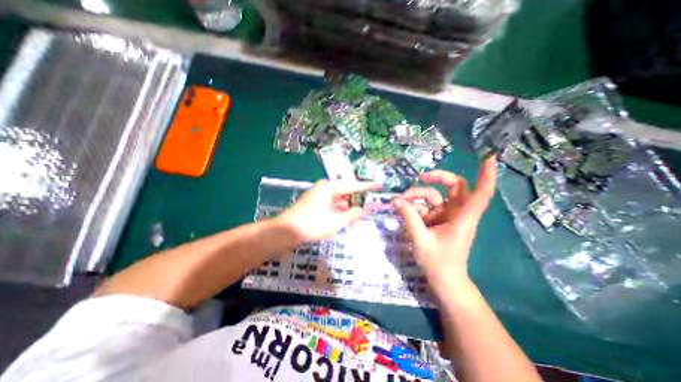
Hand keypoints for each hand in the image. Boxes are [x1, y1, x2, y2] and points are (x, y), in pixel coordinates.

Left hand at [278, 180, 381, 241]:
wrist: (286, 231)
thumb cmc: (311, 225)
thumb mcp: (335, 222)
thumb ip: (351, 215)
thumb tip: (360, 210)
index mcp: (329, 188)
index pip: (353, 185)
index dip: (367, 185)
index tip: (379, 184)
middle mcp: (324, 188)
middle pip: (346, 192)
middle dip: (356, 201)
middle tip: (367, 208)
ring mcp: (319, 195)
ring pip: (339, 199)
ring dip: (347, 207)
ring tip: (357, 217)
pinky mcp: (315, 203)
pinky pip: (332, 204)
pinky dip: (339, 210)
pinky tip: (345, 218)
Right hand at [391, 157, 499, 283]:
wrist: (444, 280)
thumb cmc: (438, 263)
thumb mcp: (421, 239)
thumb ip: (409, 218)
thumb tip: (396, 201)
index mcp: (463, 218)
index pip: (480, 193)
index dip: (486, 175)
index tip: (488, 156)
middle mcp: (457, 212)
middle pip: (454, 185)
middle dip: (437, 178)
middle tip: (420, 177)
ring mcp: (447, 215)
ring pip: (434, 196)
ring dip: (417, 196)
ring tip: (399, 202)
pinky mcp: (438, 219)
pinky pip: (426, 206)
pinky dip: (414, 207)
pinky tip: (402, 210)